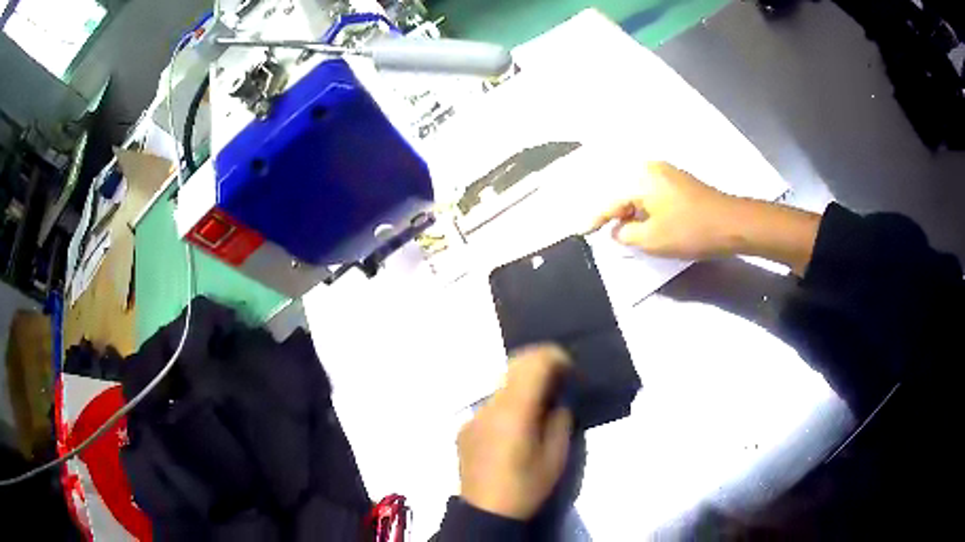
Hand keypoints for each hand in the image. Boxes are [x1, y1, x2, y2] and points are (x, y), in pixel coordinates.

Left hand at [457, 345, 572, 519]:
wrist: (486, 512)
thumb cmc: (526, 486)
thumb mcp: (555, 457)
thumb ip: (559, 420)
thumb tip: (557, 401)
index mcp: (514, 412)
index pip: (533, 364)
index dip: (555, 357)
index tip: (570, 368)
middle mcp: (489, 406)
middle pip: (514, 366)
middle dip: (539, 364)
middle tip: (559, 379)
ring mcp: (473, 416)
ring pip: (501, 384)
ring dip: (522, 383)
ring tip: (539, 401)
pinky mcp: (465, 427)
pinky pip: (491, 404)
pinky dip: (508, 402)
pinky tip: (516, 425)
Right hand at [589, 161, 741, 259]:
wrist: (732, 223)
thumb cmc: (690, 230)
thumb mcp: (652, 239)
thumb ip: (625, 235)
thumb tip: (616, 230)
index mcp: (640, 178)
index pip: (610, 202)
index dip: (594, 219)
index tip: (580, 231)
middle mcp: (650, 169)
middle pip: (623, 194)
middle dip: (613, 214)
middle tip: (602, 233)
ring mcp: (667, 173)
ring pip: (638, 194)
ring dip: (630, 213)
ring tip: (622, 231)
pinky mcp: (679, 182)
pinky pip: (652, 194)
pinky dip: (644, 209)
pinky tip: (645, 222)